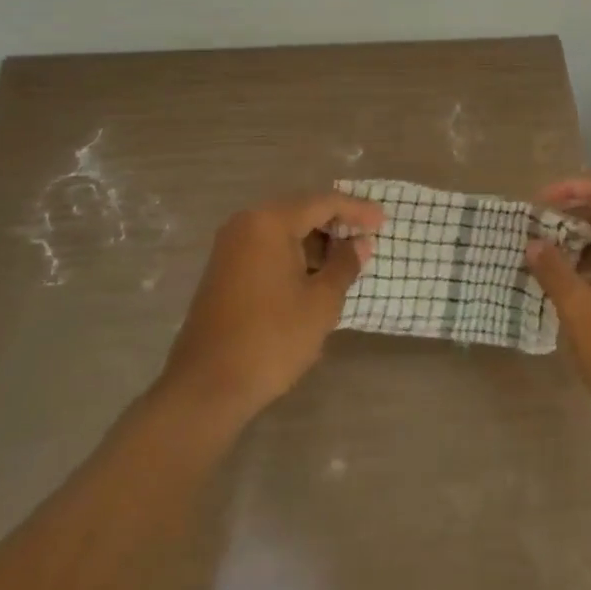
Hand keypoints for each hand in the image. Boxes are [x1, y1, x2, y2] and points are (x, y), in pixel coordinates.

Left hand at [159, 191, 383, 424]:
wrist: (206, 387)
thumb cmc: (271, 339)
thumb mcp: (321, 303)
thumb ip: (345, 265)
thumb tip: (359, 244)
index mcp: (270, 221)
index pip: (323, 202)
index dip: (357, 210)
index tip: (384, 222)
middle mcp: (246, 223)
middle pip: (301, 210)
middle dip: (336, 223)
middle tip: (368, 238)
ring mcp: (231, 246)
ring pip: (284, 230)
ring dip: (316, 241)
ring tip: (346, 260)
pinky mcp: (224, 269)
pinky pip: (268, 247)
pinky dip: (294, 254)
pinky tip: (314, 274)